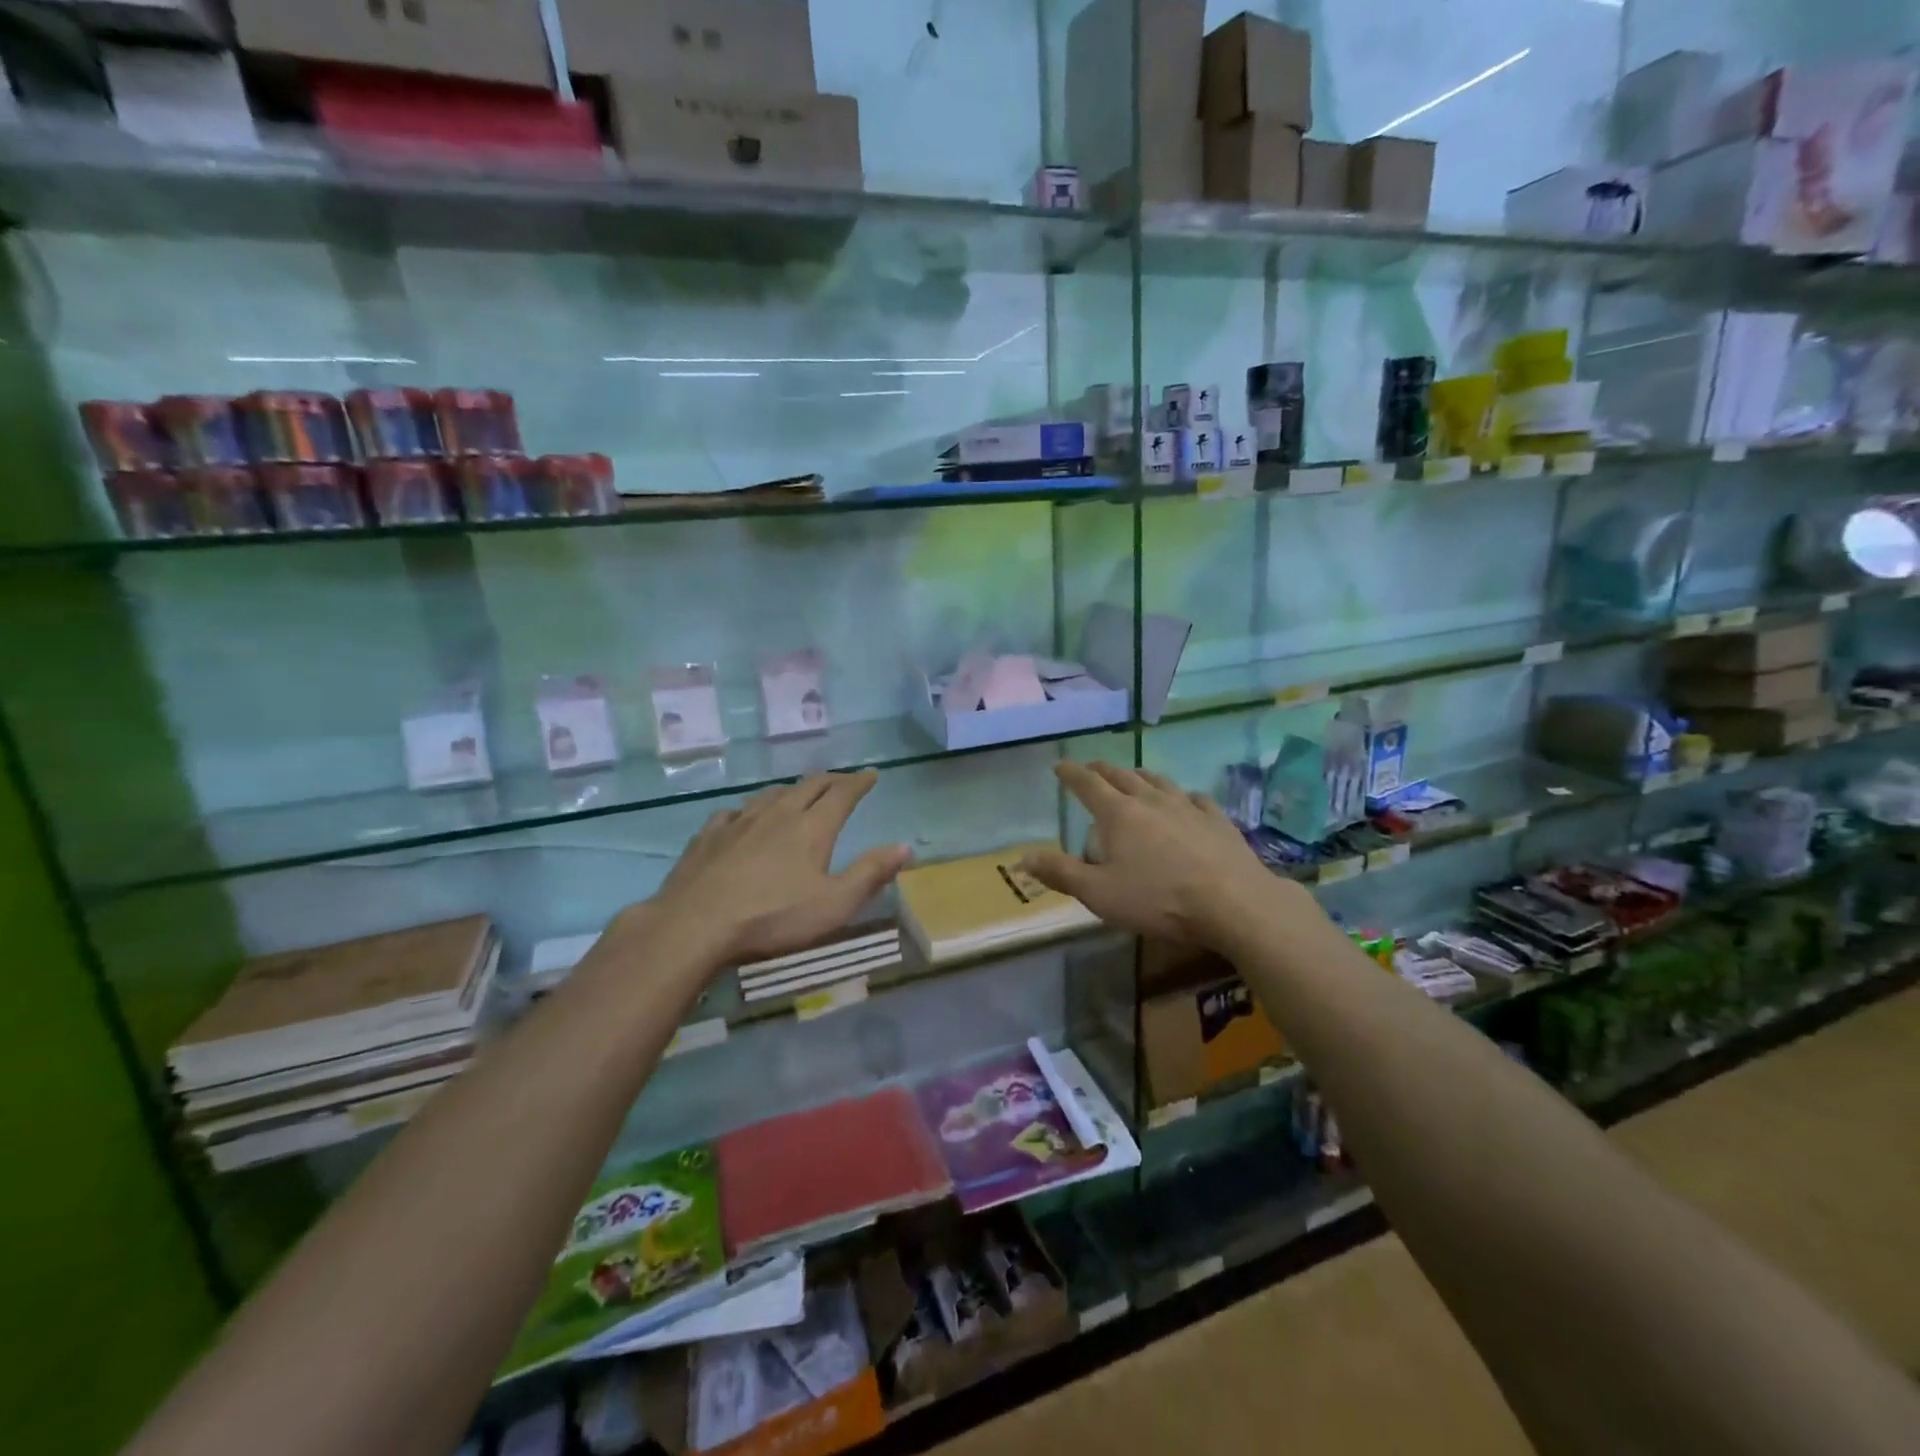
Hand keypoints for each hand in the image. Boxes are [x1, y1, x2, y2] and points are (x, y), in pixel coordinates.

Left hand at [650, 770, 910, 964]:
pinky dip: (750, 809)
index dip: (859, 782)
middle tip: (842, 781)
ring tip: (799, 794)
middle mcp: (778, 813)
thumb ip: (871, 873)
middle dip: (830, 780)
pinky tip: (744, 817)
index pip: (842, 794)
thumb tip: (905, 846)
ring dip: (792, 790)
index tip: (871, 774)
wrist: (695, 924)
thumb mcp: (834, 904)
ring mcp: (740, 821)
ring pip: (771, 794)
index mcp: (812, 827)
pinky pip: (734, 811)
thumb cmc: (773, 918)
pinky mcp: (709, 835)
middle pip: (809, 786)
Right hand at [1020, 762, 1288, 946]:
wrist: (1233, 902)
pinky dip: (1183, 796)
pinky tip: (1187, 800)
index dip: (1070, 773)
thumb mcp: (1099, 893)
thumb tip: (1023, 858)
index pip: (1086, 784)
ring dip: (1140, 775)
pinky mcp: (1217, 819)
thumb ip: (1061, 873)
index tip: (1059, 764)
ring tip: (1133, 775)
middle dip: (1102, 770)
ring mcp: (1187, 806)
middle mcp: (1150, 800)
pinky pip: (1195, 798)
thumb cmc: (1158, 899)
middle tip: (1092, 767)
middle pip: (1121, 775)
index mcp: (1118, 814)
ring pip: (1158, 781)